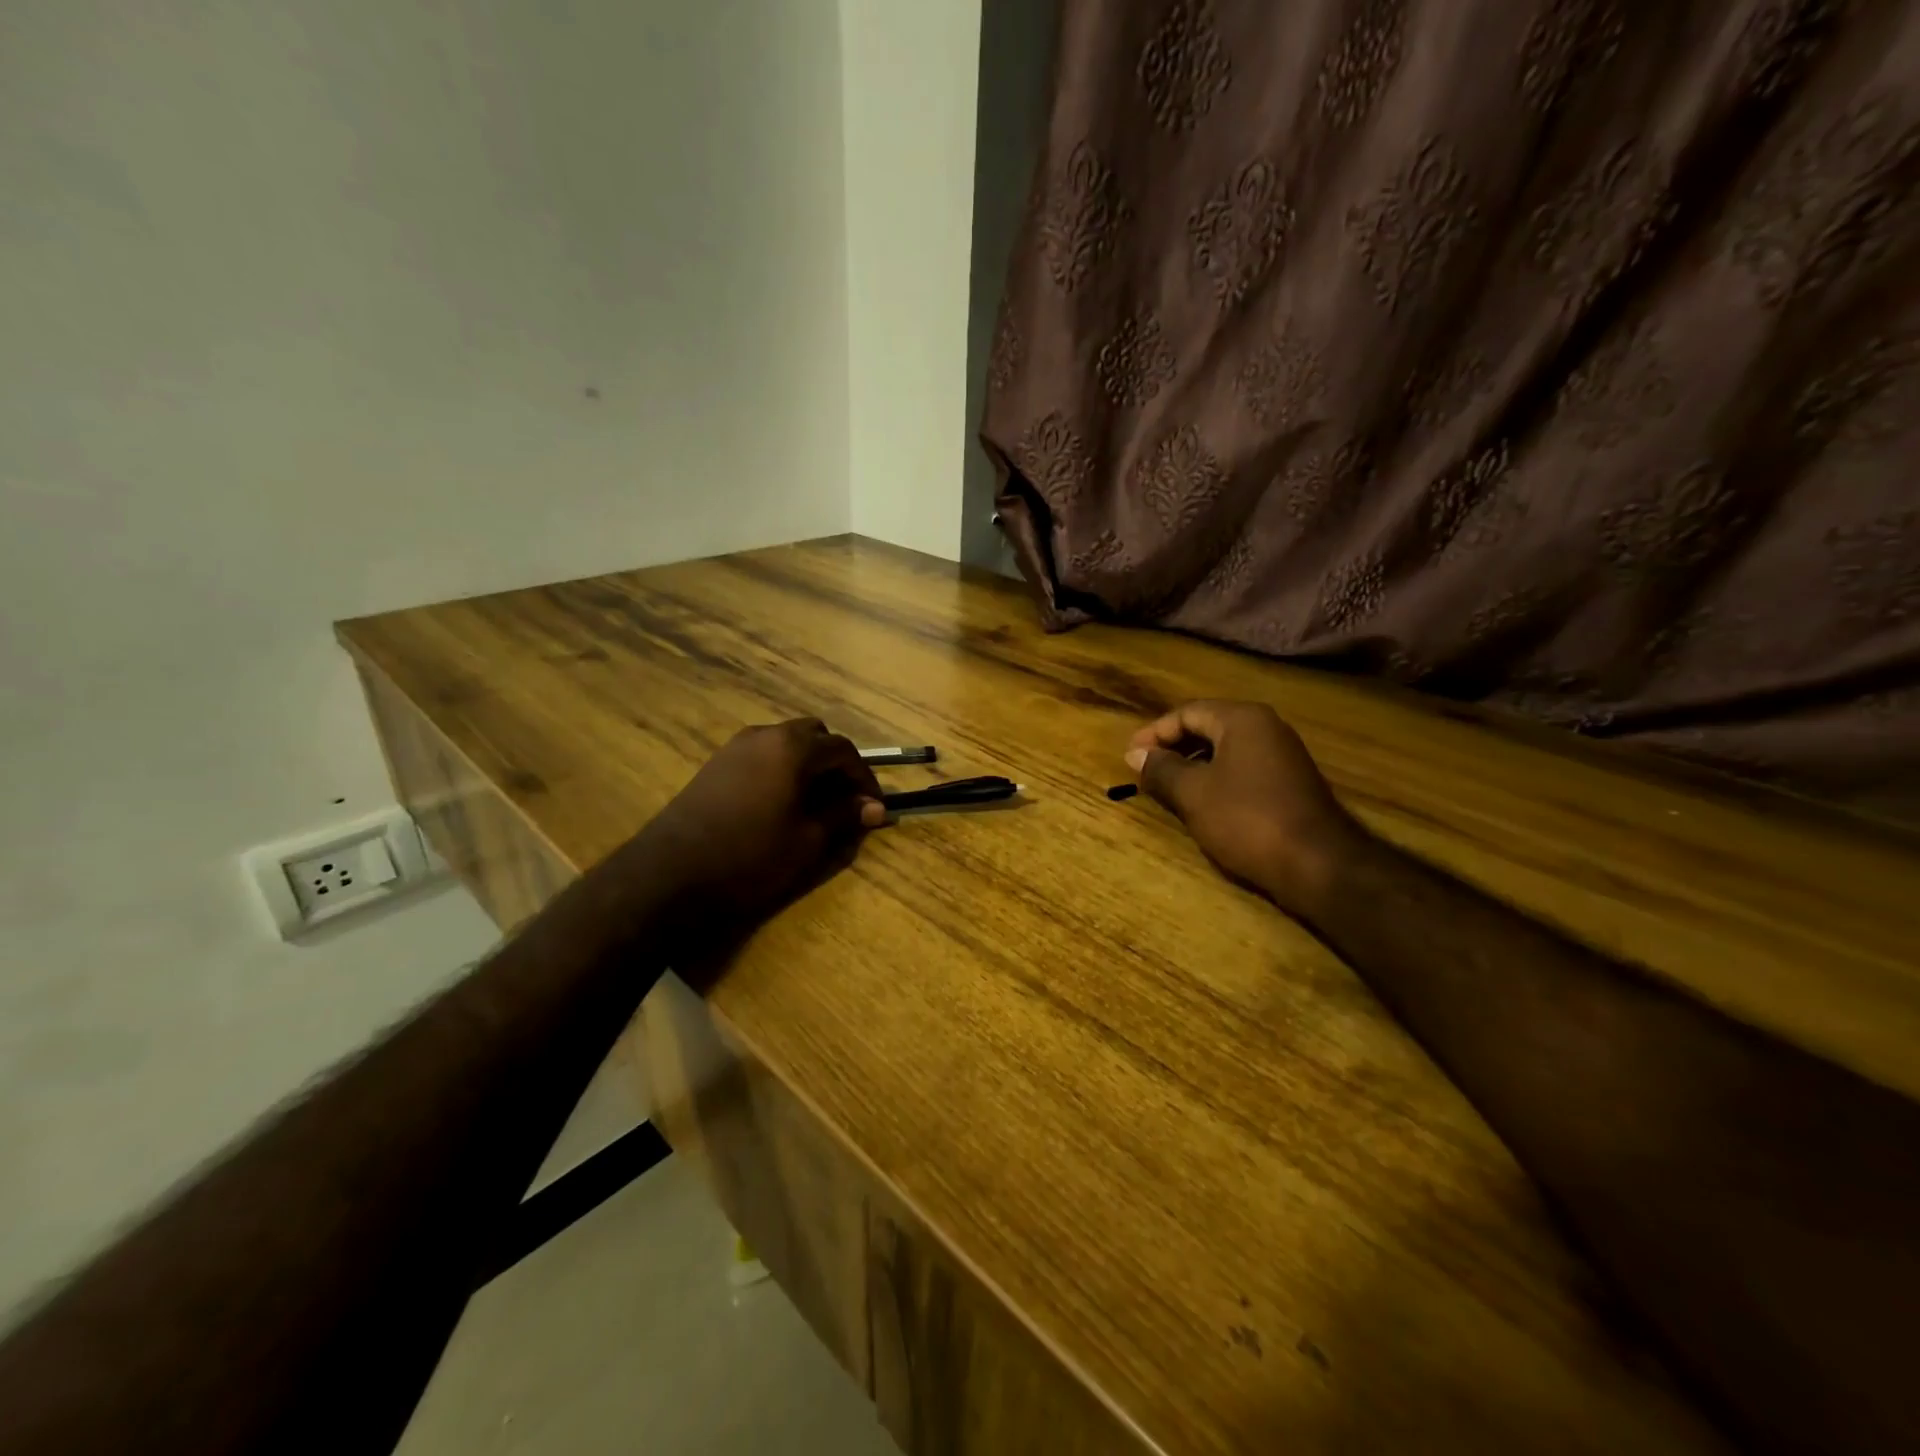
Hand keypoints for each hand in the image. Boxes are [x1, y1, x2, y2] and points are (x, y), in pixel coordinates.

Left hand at [635, 719, 885, 935]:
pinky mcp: (715, 764)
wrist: (670, 873)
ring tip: (814, 804)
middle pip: (814, 736)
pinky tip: (780, 804)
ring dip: (807, 766)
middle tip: (844, 800)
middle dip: (834, 764)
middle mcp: (765, 735)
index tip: (873, 807)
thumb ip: (844, 816)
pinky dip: (781, 770)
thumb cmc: (750, 856)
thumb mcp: (808, 840)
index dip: (864, 778)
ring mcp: (735, 747)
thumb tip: (875, 808)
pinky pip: (762, 756)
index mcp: (793, 747)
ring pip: (785, 744)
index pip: (843, 750)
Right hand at [1125, 700, 1368, 913]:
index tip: (1130, 757)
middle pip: (1208, 725)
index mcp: (1242, 719)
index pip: (1188, 712)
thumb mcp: (1193, 794)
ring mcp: (1283, 754)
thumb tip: (1136, 755)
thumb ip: (1162, 769)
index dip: (1154, 733)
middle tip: (1145, 769)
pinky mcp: (1290, 782)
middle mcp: (1266, 727)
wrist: (1318, 864)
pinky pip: (1243, 767)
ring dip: (1193, 763)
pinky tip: (1202, 801)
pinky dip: (1216, 777)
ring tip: (1167, 786)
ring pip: (1226, 748)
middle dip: (1173, 746)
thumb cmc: (1247, 819)